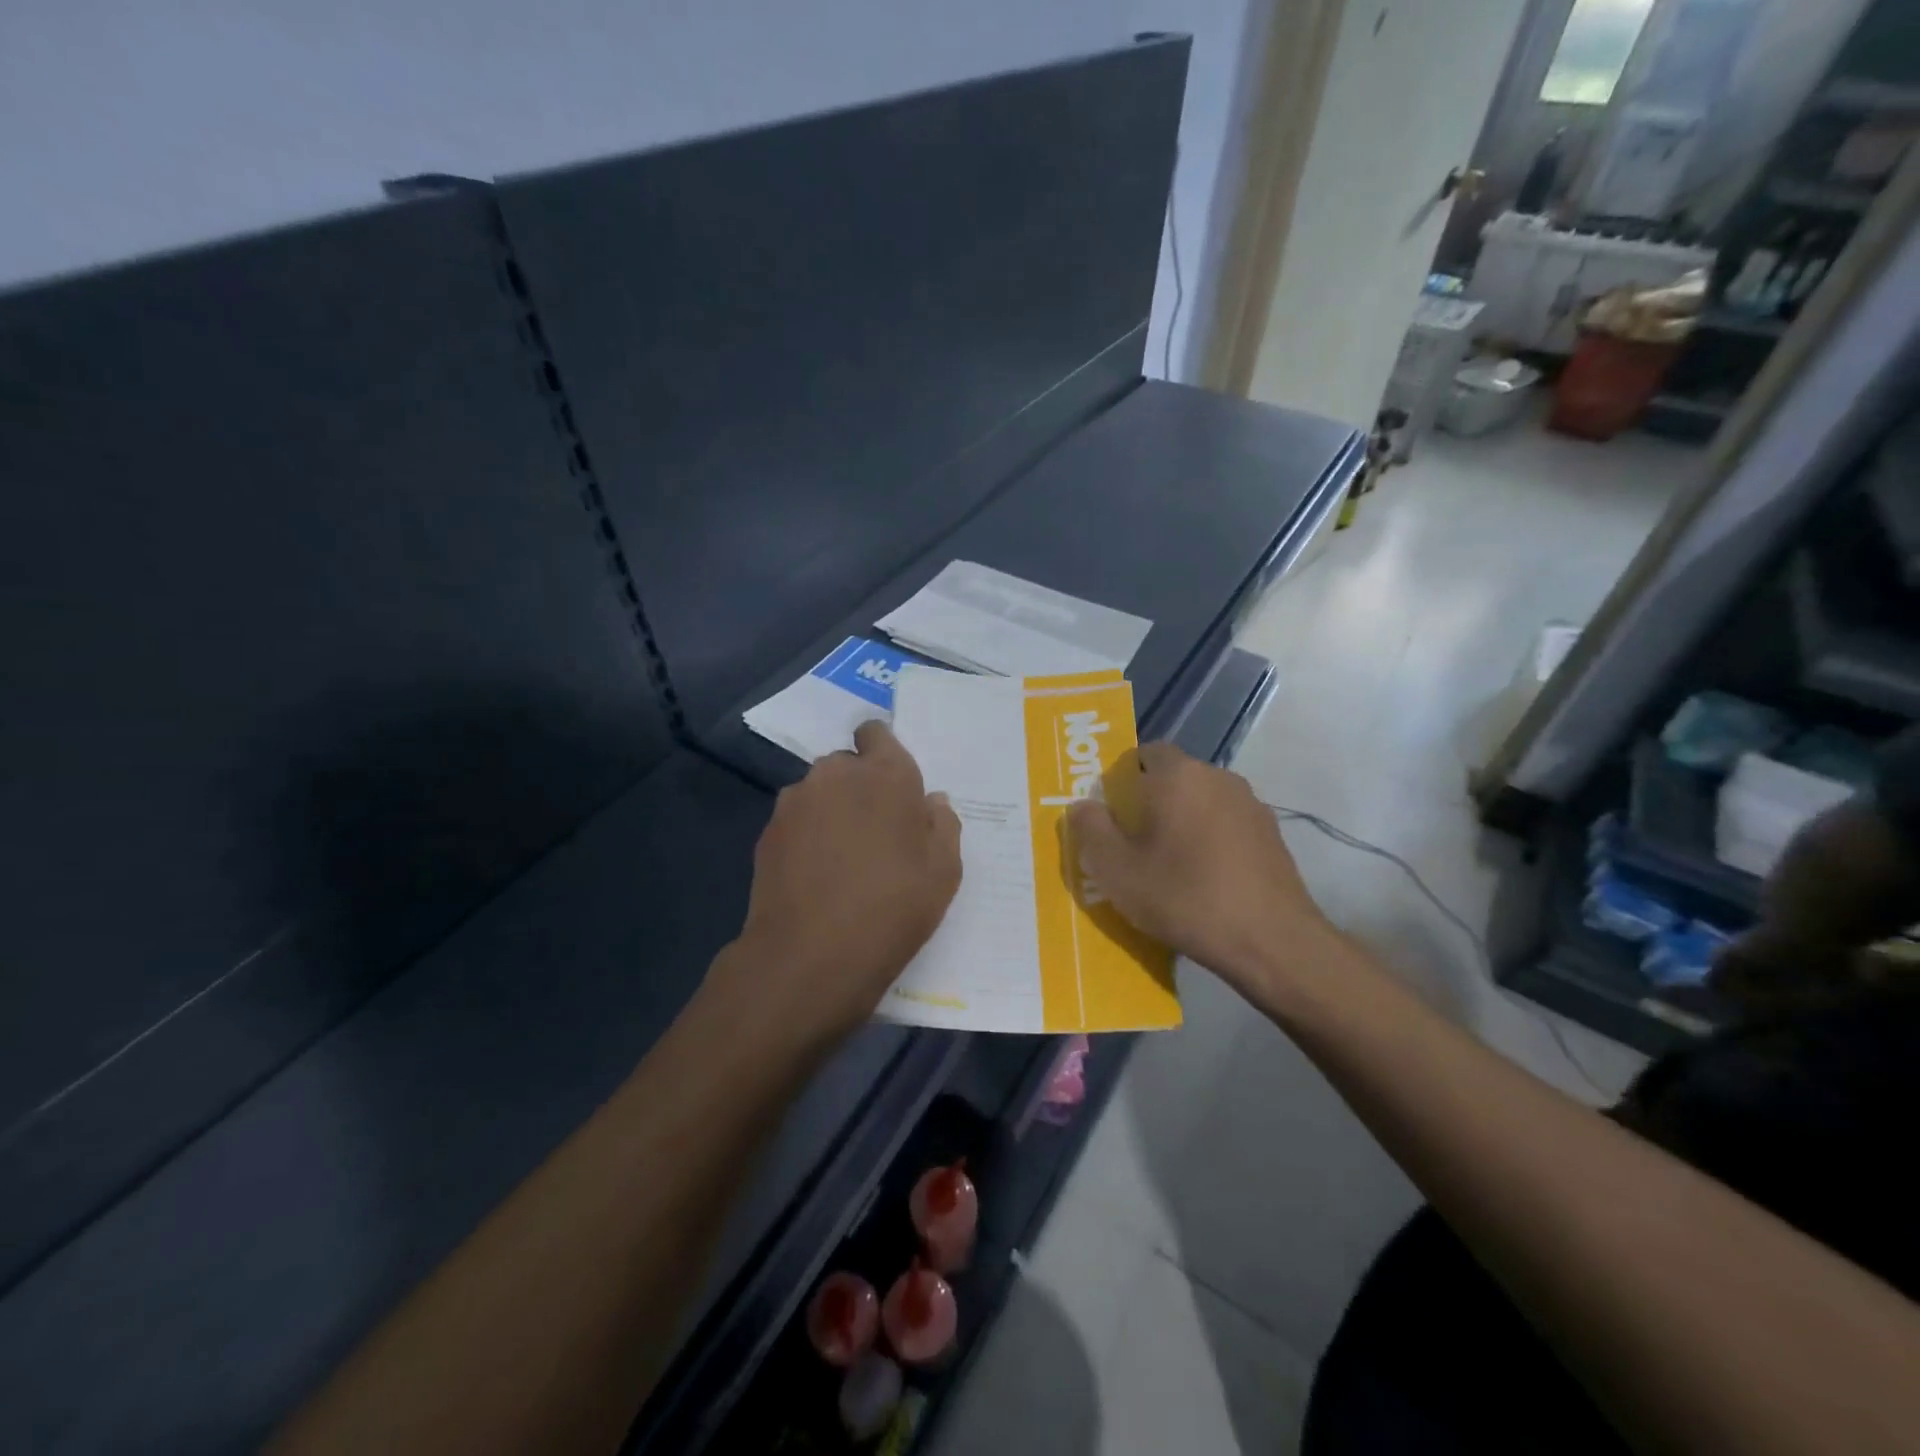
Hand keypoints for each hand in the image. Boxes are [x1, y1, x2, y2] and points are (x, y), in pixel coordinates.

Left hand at [721, 722, 961, 1041]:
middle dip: (861, 788)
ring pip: (820, 793)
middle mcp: (836, 774)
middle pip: (848, 766)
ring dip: (832, 812)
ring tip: (843, 860)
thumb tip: (931, 802)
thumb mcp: (944, 872)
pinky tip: (817, 876)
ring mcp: (796, 801)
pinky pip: (797, 822)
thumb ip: (943, 825)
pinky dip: (808, 837)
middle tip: (876, 834)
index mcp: (886, 774)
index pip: (876, 733)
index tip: (893, 787)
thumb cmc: (893, 908)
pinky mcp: (768, 831)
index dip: (883, 753)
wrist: (810, 956)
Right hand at [1067, 742, 1333, 998]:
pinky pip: (1226, 825)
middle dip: (1150, 803)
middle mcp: (1218, 777)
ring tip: (1168, 866)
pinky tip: (1204, 880)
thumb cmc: (1185, 898)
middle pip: (1173, 778)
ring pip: (1201, 803)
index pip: (1144, 753)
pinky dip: (1210, 841)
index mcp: (1178, 775)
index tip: (1110, 815)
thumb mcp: (1117, 871)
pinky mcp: (1271, 835)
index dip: (1121, 779)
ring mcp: (1250, 805)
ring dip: (1182, 823)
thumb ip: (1091, 830)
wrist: (1272, 941)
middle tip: (1131, 844)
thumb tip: (1082, 805)